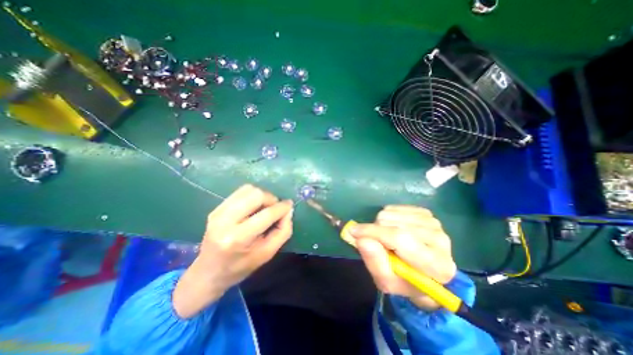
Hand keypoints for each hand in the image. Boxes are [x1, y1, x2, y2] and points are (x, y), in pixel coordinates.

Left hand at [172, 184, 292, 317]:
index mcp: (238, 238)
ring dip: (262, 196)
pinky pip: (240, 192)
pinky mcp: (216, 208)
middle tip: (275, 208)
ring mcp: (218, 212)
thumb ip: (283, 231)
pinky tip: (254, 207)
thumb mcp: (267, 254)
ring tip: (265, 207)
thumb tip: (288, 211)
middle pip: (256, 195)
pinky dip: (252, 196)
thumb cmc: (240, 267)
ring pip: (248, 189)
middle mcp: (225, 221)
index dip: (282, 207)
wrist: (208, 272)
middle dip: (271, 199)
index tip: (289, 206)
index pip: (267, 214)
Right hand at [352, 205, 454, 310]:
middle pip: (393, 223)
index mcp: (436, 265)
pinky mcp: (426, 213)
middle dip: (376, 231)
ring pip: (391, 213)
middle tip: (378, 244)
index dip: (374, 232)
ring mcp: (434, 223)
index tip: (353, 231)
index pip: (400, 238)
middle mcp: (440, 240)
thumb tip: (361, 238)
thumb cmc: (405, 281)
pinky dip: (387, 217)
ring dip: (381, 225)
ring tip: (387, 239)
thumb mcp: (386, 281)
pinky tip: (394, 228)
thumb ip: (374, 262)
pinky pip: (394, 207)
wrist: (425, 273)